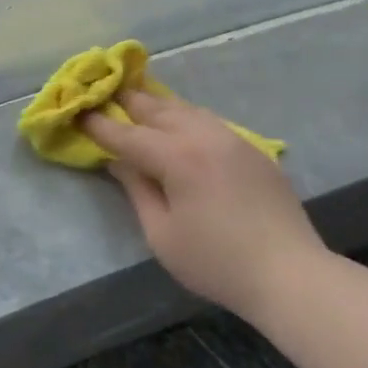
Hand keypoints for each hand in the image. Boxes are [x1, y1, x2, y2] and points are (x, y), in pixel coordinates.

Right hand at [83, 90, 321, 321]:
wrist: (289, 273)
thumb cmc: (216, 262)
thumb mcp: (162, 235)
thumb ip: (137, 190)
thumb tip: (119, 161)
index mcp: (177, 157)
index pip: (127, 135)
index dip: (99, 125)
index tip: (78, 114)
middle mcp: (202, 135)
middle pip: (156, 108)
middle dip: (126, 101)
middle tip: (104, 94)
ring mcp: (230, 137)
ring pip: (185, 108)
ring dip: (157, 104)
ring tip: (137, 102)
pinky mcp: (251, 148)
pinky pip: (208, 121)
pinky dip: (185, 116)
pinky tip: (180, 124)